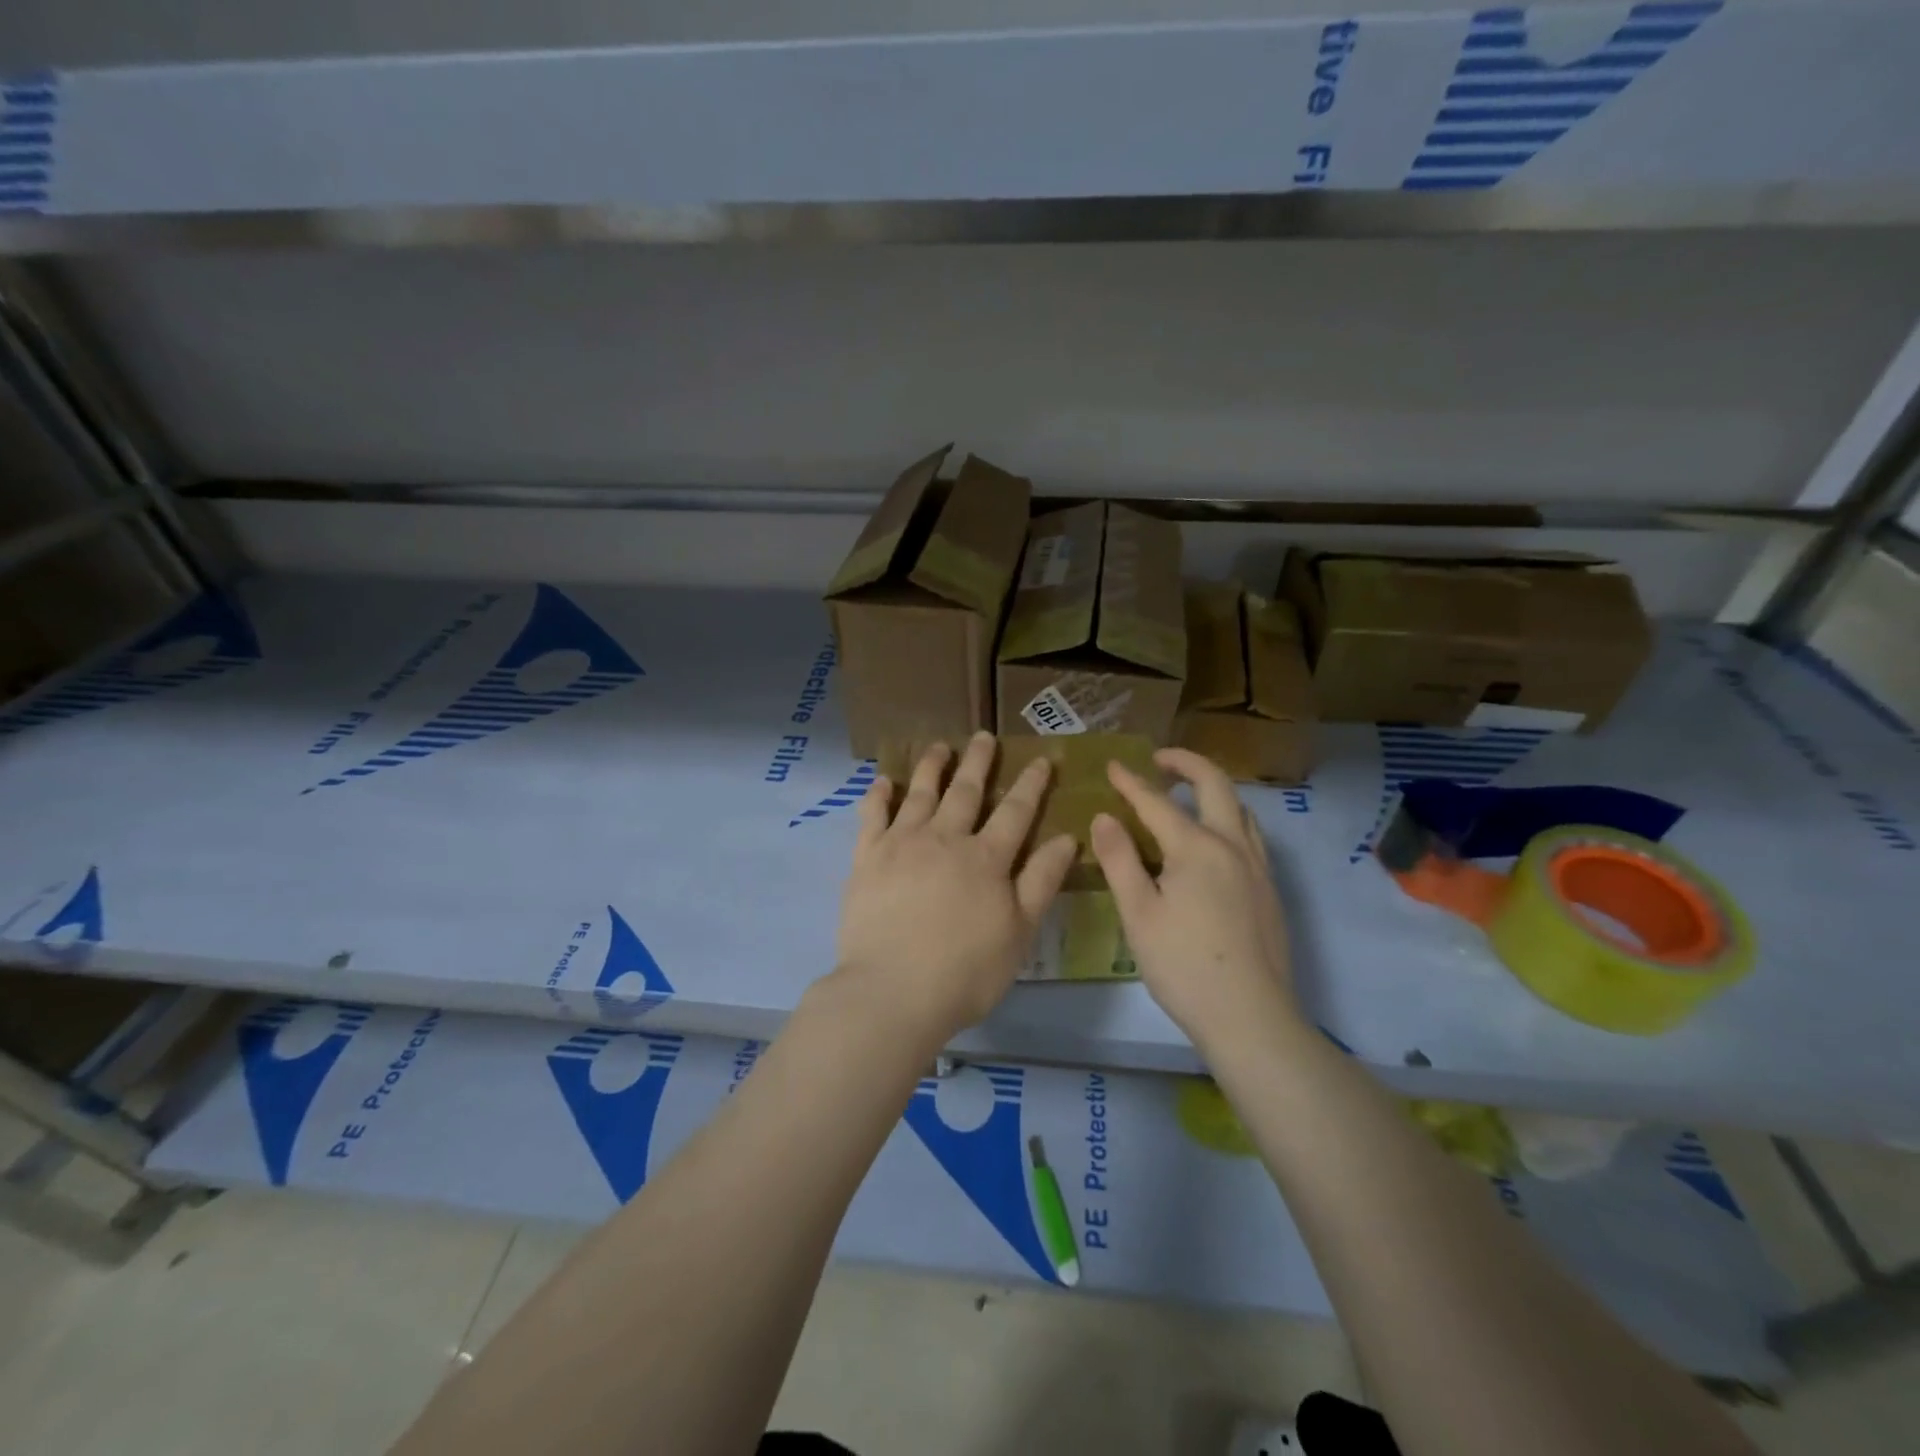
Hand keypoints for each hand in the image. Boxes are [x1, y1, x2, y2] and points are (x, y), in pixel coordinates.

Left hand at [831, 732, 1077, 1048]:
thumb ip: (1041, 881)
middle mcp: (945, 839)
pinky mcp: (867, 859)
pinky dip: (879, 795)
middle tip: (984, 736)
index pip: (1015, 811)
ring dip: (932, 767)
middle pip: (966, 791)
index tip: (1040, 759)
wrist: (893, 991)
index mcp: (986, 858)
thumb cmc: (966, 971)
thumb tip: (1065, 837)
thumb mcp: (1019, 931)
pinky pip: (872, 816)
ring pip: (920, 794)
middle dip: (979, 762)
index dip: (1031, 784)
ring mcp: (902, 844)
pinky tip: (883, 780)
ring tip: (939, 746)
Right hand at [1090, 747, 1299, 1050]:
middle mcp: (1233, 846)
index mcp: (1197, 848)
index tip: (1112, 764)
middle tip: (1160, 759)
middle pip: (1216, 786)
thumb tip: (1105, 817)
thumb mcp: (1138, 913)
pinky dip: (1229, 818)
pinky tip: (1214, 842)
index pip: (1157, 802)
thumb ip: (1120, 860)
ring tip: (1187, 794)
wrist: (1250, 1017)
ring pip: (1241, 809)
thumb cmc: (1184, 965)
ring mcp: (1258, 868)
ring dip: (1213, 790)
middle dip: (1186, 764)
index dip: (1131, 782)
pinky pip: (1250, 835)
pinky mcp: (1269, 891)